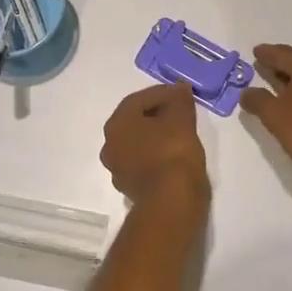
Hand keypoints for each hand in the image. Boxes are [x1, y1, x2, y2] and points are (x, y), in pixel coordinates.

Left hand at [101, 83, 208, 204]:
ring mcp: (118, 169)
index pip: (138, 99)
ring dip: (156, 135)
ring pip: (138, 143)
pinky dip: (156, 155)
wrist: (172, 201)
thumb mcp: (181, 118)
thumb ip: (178, 99)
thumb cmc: (173, 152)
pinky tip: (174, 155)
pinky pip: (143, 162)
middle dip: (157, 114)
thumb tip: (178, 88)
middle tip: (179, 112)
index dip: (162, 93)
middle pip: (135, 121)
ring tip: (179, 133)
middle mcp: (110, 145)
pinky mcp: (130, 188)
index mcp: (116, 124)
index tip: (181, 94)